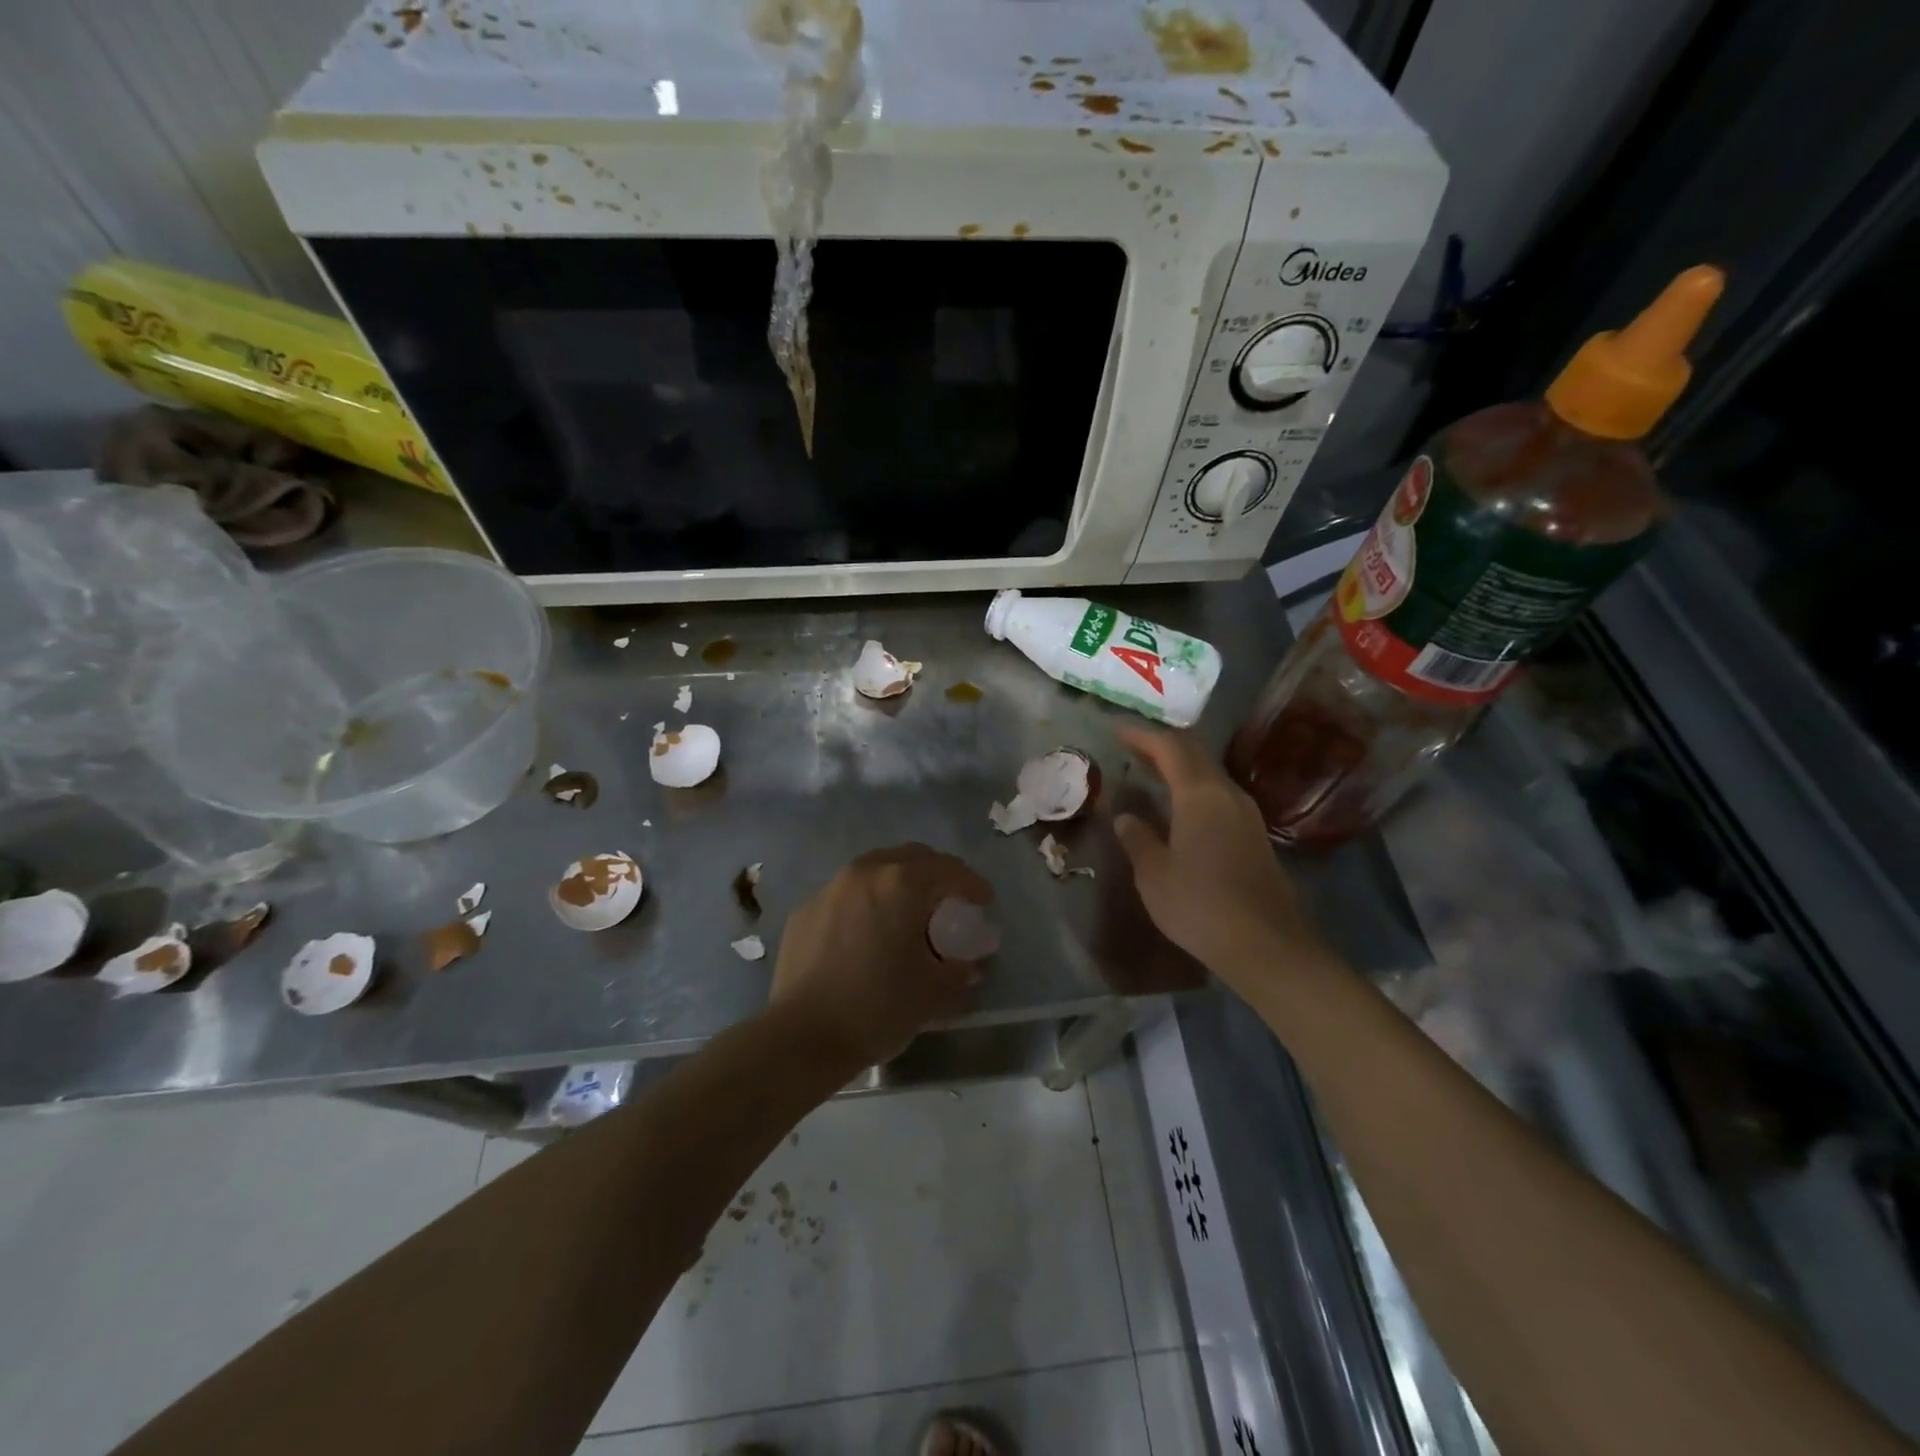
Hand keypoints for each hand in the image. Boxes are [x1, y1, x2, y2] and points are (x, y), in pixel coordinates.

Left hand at [769, 843, 993, 1068]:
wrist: (801, 1037)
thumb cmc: (877, 1007)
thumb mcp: (932, 992)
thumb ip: (958, 971)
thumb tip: (968, 966)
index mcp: (901, 883)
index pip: (949, 870)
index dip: (973, 884)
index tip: (985, 902)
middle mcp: (865, 873)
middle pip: (911, 857)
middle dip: (936, 874)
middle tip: (949, 902)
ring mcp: (830, 888)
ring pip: (875, 870)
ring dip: (898, 884)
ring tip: (908, 915)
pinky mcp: (805, 910)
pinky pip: (846, 894)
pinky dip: (866, 903)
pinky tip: (868, 934)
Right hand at [1113, 727, 1332, 994]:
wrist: (1266, 946)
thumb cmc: (1200, 906)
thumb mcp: (1154, 874)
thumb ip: (1138, 839)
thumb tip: (1126, 817)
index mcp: (1200, 795)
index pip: (1170, 748)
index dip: (1142, 736)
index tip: (1117, 731)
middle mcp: (1228, 794)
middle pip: (1194, 755)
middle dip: (1162, 747)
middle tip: (1132, 748)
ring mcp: (1247, 815)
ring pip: (1209, 775)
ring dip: (1180, 768)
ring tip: (1151, 774)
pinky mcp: (1255, 836)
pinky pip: (1219, 796)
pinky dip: (1194, 789)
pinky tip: (1179, 808)